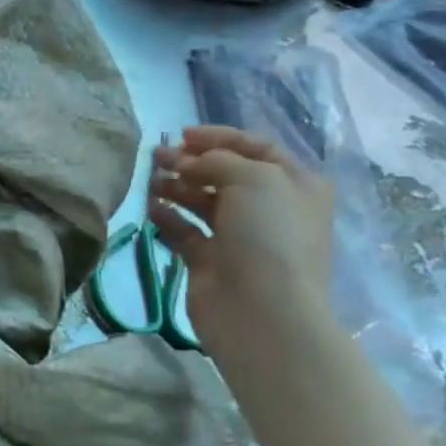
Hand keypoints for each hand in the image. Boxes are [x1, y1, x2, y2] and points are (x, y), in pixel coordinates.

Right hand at [149, 125, 334, 357]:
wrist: (262, 310)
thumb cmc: (268, 236)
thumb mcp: (252, 179)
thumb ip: (216, 160)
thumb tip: (187, 163)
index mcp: (294, 184)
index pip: (255, 148)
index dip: (219, 137)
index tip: (181, 134)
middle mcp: (270, 207)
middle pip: (224, 174)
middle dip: (190, 161)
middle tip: (156, 156)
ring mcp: (239, 236)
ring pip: (202, 201)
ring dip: (176, 187)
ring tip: (150, 182)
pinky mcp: (211, 260)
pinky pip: (185, 231)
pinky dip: (168, 218)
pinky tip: (151, 210)